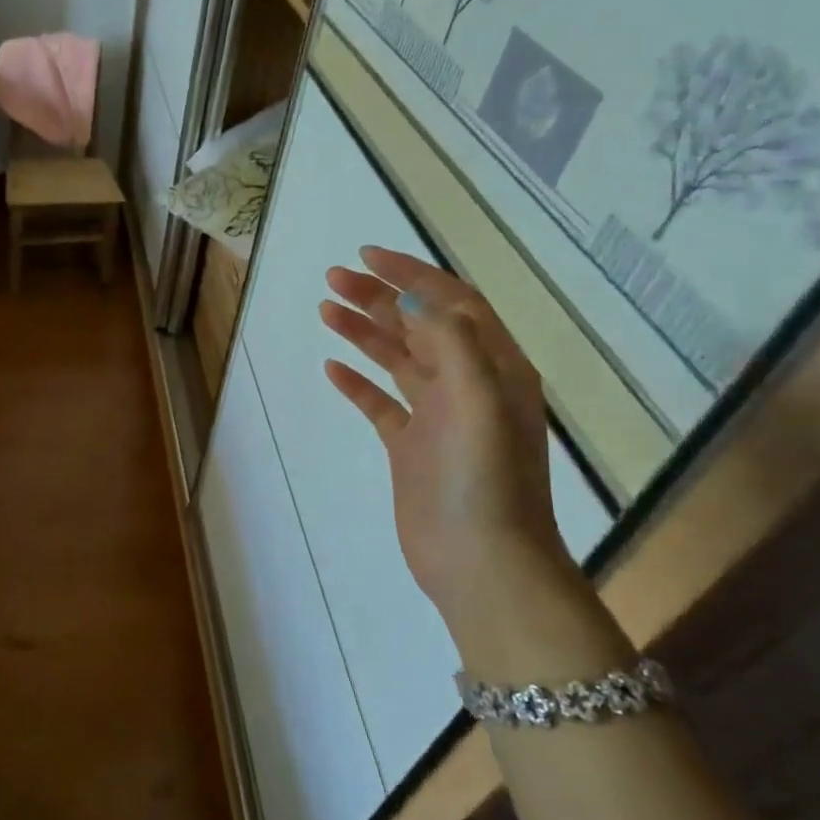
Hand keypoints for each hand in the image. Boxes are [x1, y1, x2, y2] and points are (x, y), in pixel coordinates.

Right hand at [319, 247, 575, 630]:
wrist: (481, 563)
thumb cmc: (485, 482)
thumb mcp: (480, 402)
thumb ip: (451, 342)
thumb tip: (412, 297)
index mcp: (495, 367)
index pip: (451, 303)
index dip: (411, 275)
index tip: (367, 255)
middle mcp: (468, 385)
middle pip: (419, 326)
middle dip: (378, 298)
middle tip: (332, 278)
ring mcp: (438, 417)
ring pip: (397, 359)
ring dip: (364, 332)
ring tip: (325, 309)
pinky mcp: (412, 447)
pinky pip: (381, 403)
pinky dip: (357, 382)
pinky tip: (332, 367)